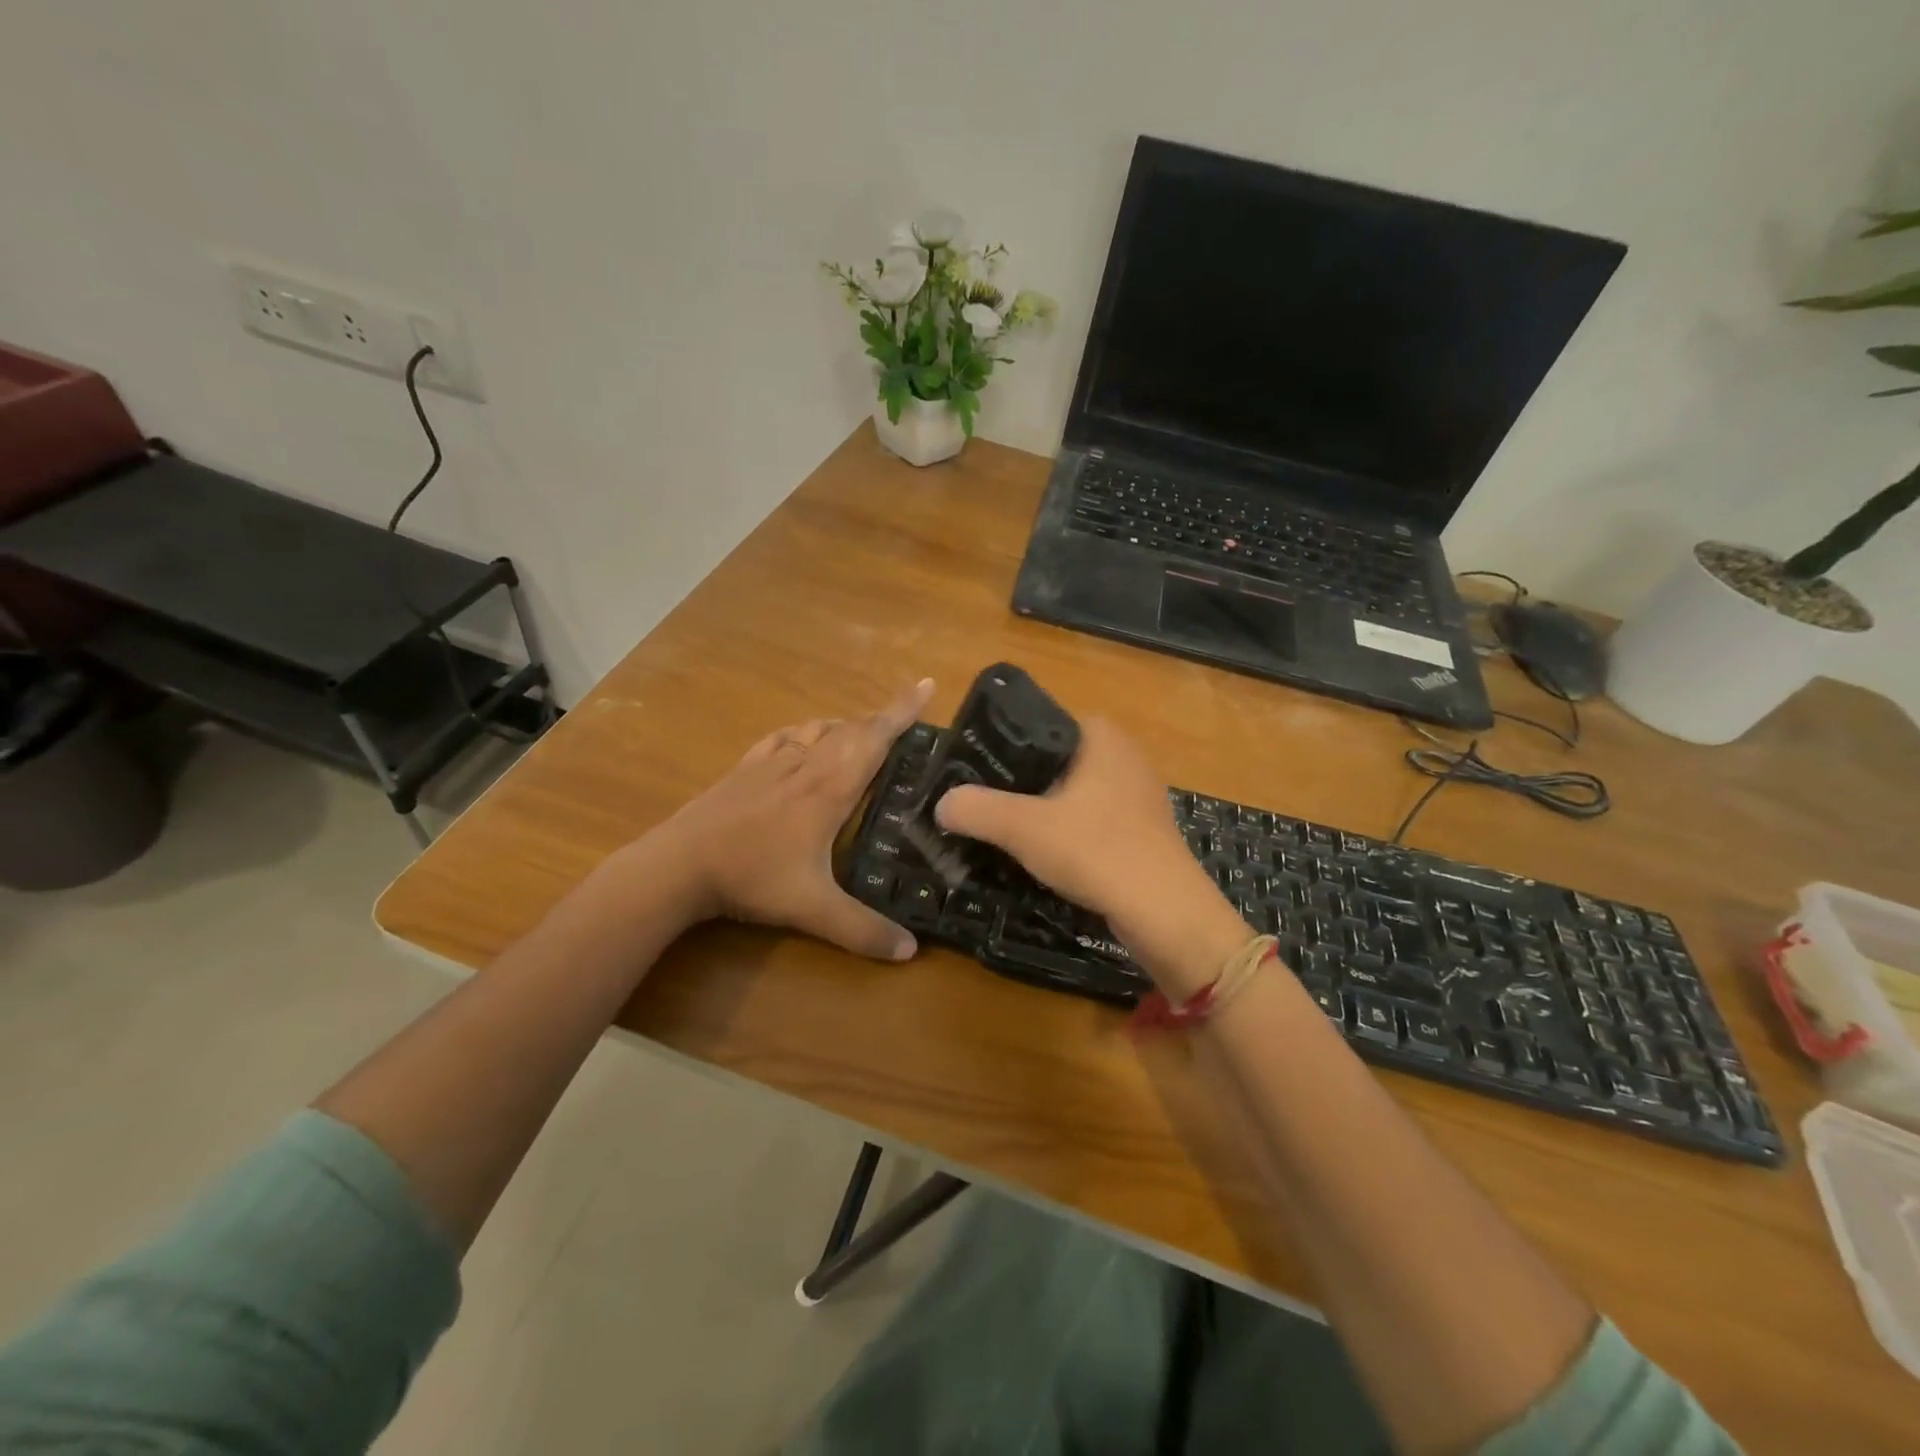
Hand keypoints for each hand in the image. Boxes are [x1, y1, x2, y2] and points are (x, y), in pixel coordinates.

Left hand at [646, 678, 934, 961]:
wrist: (678, 864)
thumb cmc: (752, 877)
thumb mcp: (812, 908)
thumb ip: (862, 930)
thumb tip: (911, 952)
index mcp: (830, 788)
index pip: (875, 739)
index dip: (902, 711)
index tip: (926, 684)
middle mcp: (806, 764)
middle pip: (851, 728)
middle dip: (883, 718)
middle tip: (906, 720)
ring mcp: (772, 762)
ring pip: (818, 729)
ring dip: (846, 725)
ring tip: (862, 735)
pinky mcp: (745, 768)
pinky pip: (784, 737)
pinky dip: (805, 732)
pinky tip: (802, 741)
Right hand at [934, 717, 1251, 995]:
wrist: (1166, 913)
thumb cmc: (1096, 850)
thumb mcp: (1023, 826)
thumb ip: (975, 809)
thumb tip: (941, 804)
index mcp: (1100, 735)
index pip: (1037, 725)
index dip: (1000, 748)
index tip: (971, 775)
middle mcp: (1123, 755)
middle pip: (1051, 763)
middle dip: (1017, 786)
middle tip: (980, 808)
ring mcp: (1137, 794)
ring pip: (1071, 795)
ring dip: (1040, 814)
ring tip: (1003, 835)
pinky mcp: (1142, 831)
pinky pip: (1090, 822)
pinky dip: (1066, 835)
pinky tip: (1044, 859)